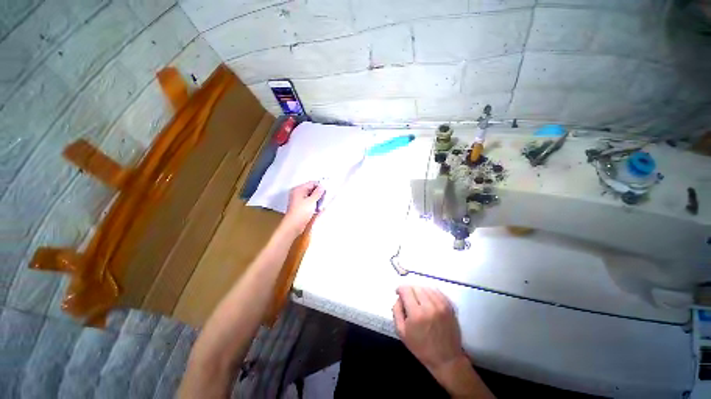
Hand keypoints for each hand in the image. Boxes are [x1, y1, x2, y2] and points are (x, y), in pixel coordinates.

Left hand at [282, 181, 324, 234]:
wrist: (293, 225)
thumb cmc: (301, 212)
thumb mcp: (312, 201)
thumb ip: (318, 192)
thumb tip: (322, 187)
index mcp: (299, 189)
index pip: (312, 183)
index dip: (320, 186)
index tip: (326, 192)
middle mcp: (297, 193)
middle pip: (311, 189)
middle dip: (319, 193)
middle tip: (324, 199)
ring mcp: (298, 200)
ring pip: (311, 196)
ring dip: (317, 199)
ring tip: (320, 205)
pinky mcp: (300, 206)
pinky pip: (309, 202)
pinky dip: (313, 204)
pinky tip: (317, 208)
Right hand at [393, 286, 464, 371]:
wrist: (446, 358)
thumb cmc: (421, 347)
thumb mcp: (401, 332)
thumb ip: (396, 311)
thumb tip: (399, 297)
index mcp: (417, 314)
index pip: (406, 289)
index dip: (400, 289)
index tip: (398, 293)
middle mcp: (430, 306)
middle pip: (415, 287)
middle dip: (409, 290)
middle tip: (408, 299)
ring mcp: (441, 305)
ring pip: (426, 287)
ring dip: (419, 291)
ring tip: (418, 300)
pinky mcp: (449, 306)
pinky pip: (436, 291)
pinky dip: (429, 292)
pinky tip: (427, 300)